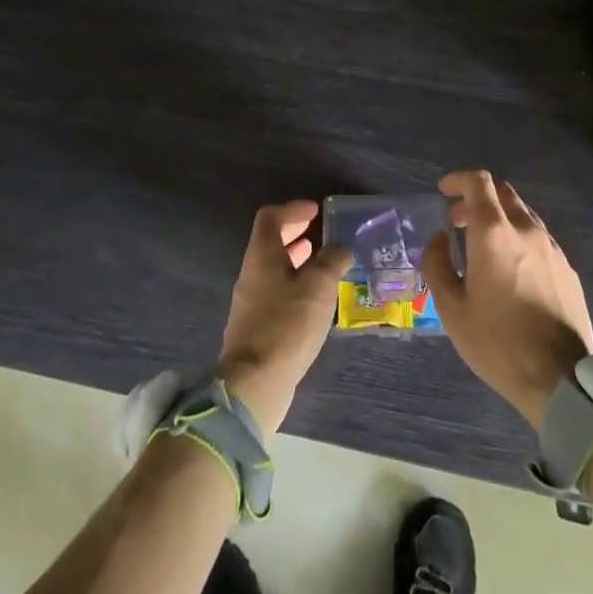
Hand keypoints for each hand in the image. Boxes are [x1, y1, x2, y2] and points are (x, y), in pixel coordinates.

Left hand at [217, 201, 352, 431]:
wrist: (255, 384)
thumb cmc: (286, 326)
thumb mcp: (318, 288)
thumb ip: (332, 262)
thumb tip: (341, 247)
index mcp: (262, 256)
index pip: (270, 218)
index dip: (292, 209)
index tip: (316, 210)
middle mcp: (252, 274)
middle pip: (270, 242)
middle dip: (296, 234)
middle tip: (321, 234)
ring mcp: (251, 302)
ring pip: (275, 269)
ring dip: (297, 261)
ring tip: (324, 264)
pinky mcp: (257, 327)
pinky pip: (277, 292)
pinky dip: (296, 285)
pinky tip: (315, 301)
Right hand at [423, 171, 592, 430]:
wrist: (561, 381)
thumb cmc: (498, 343)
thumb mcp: (451, 309)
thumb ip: (437, 264)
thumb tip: (439, 239)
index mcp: (494, 234)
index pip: (479, 183)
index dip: (458, 180)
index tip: (443, 192)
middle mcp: (526, 231)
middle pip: (503, 193)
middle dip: (477, 199)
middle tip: (457, 222)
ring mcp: (552, 249)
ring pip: (524, 215)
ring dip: (500, 219)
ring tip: (483, 249)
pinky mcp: (569, 270)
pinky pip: (540, 239)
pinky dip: (520, 239)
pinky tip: (512, 271)